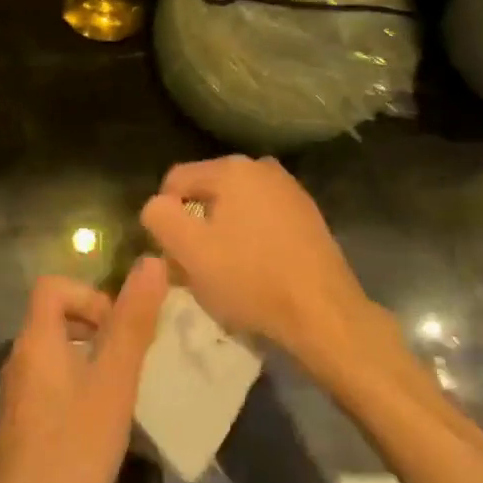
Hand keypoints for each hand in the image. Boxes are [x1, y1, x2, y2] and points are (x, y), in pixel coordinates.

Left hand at [0, 258, 169, 482]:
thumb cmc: (72, 452)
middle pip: (56, 318)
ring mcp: (15, 399)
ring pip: (57, 356)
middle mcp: (18, 360)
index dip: (89, 293)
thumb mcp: (113, 384)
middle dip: (98, 328)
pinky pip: (51, 387)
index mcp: (35, 340)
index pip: (53, 285)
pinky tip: (101, 429)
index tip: (120, 327)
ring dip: (91, 361)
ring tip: (124, 394)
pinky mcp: (19, 431)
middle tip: (131, 361)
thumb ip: (133, 322)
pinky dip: (78, 390)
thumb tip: (152, 260)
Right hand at [141, 155, 371, 364]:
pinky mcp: (307, 215)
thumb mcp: (190, 251)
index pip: (175, 181)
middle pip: (206, 192)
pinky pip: (262, 219)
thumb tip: (157, 206)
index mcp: (231, 168)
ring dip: (223, 234)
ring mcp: (289, 190)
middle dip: (195, 226)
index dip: (165, 218)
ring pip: (235, 207)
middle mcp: (261, 167)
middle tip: (196, 268)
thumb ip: (159, 217)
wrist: (325, 315)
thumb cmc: (251, 280)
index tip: (173, 255)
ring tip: (226, 274)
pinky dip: (251, 240)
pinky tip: (256, 272)